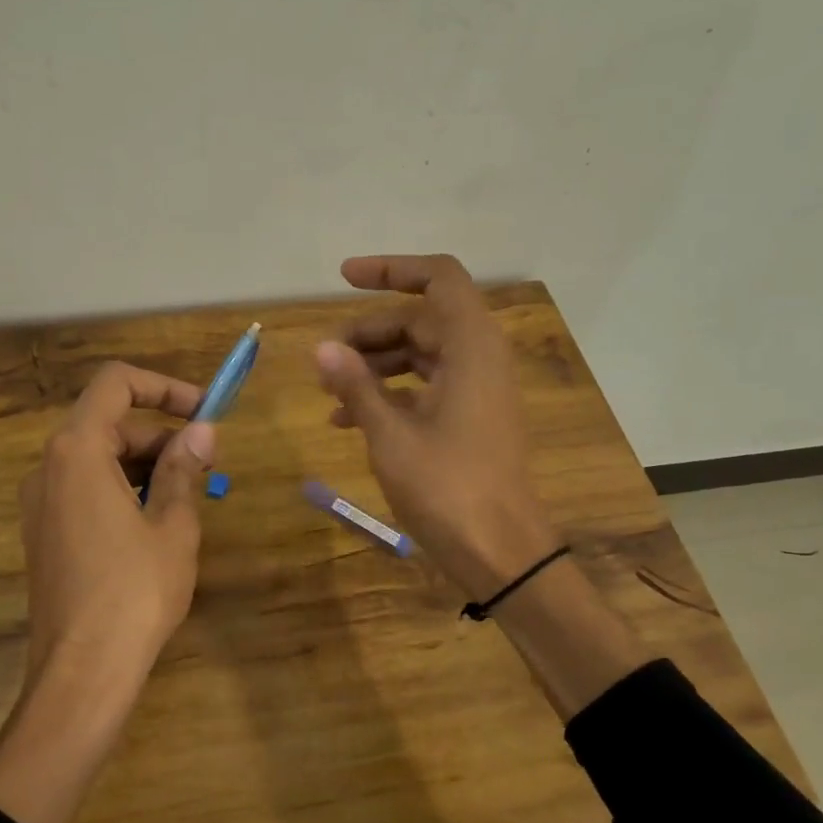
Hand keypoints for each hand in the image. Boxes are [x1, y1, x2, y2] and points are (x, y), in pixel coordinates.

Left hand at [19, 361, 217, 686]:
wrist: (82, 672)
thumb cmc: (135, 592)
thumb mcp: (172, 525)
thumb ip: (183, 469)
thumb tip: (202, 431)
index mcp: (77, 451)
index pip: (116, 384)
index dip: (164, 387)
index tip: (204, 411)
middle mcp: (48, 467)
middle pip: (109, 423)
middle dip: (161, 435)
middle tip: (207, 464)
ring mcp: (40, 501)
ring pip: (98, 458)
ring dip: (145, 464)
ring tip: (188, 497)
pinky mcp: (43, 532)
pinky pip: (85, 489)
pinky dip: (122, 489)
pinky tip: (155, 523)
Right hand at [314, 254, 560, 600]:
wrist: (501, 552)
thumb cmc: (448, 488)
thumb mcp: (390, 435)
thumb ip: (356, 386)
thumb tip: (321, 348)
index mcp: (472, 348)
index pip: (439, 279)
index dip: (392, 270)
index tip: (344, 278)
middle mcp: (480, 359)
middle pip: (421, 320)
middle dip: (368, 332)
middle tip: (324, 357)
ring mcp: (477, 390)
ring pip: (420, 355)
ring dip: (374, 365)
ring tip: (328, 390)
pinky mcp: (471, 418)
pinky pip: (426, 386)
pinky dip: (389, 393)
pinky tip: (347, 420)